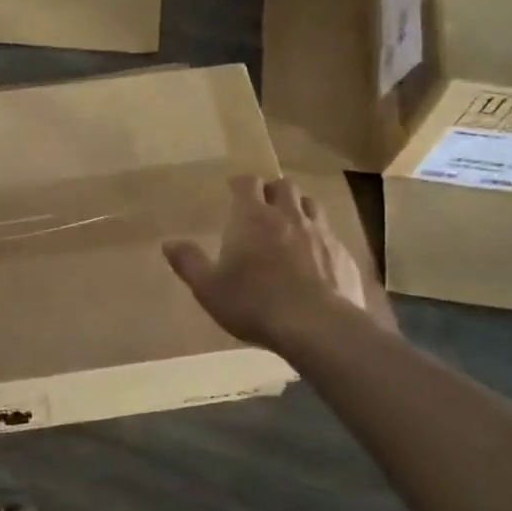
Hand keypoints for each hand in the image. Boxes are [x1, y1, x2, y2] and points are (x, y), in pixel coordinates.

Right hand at [163, 176, 392, 350]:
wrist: (317, 327)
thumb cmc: (254, 303)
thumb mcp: (209, 288)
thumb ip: (189, 262)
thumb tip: (168, 243)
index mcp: (253, 217)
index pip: (248, 183)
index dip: (241, 183)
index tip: (234, 189)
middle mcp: (289, 216)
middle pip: (284, 186)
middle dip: (272, 190)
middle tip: (263, 205)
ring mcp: (321, 233)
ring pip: (311, 205)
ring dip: (299, 208)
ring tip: (290, 224)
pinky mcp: (343, 254)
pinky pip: (331, 234)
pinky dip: (320, 237)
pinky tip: (315, 257)